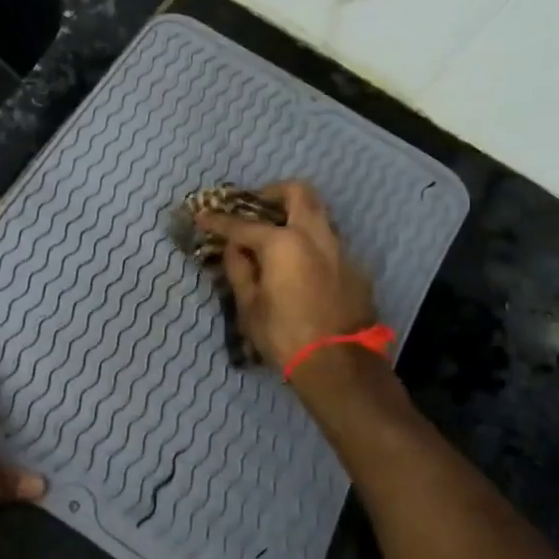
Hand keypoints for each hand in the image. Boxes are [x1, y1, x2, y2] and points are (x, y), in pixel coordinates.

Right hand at [195, 180, 376, 370]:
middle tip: (257, 205)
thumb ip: (239, 269)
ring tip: (278, 237)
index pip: (242, 225)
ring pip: (319, 216)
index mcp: (283, 243)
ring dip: (297, 218)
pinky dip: (311, 246)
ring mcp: (341, 251)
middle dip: (274, 192)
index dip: (218, 220)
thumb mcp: (249, 306)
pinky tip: (301, 269)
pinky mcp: (356, 270)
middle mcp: (315, 237)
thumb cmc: (284, 336)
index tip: (202, 216)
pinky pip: (330, 245)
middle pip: (298, 193)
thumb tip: (234, 249)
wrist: (340, 366)